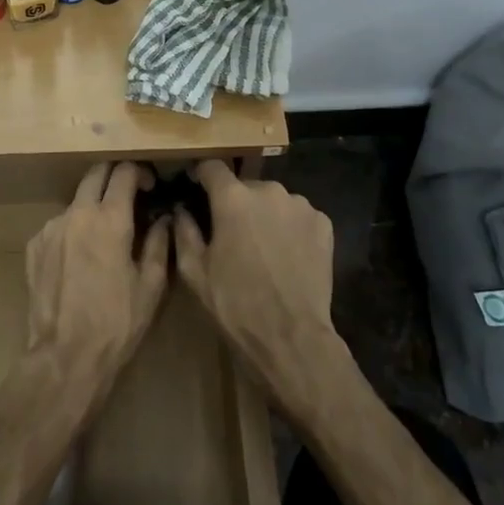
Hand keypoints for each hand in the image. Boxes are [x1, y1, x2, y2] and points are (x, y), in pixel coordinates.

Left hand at [26, 163, 169, 385]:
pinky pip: (59, 225)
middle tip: (128, 194)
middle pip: (95, 173)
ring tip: (104, 234)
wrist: (65, 356)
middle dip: (114, 176)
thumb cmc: (117, 322)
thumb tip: (164, 218)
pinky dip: (73, 229)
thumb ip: (160, 243)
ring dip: (93, 205)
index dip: (139, 172)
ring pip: (76, 200)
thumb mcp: (151, 285)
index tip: (149, 185)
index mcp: (110, 218)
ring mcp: (52, 227)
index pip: (124, 172)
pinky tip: (80, 257)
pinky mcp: (35, 245)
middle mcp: (78, 213)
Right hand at [174, 161, 345, 419]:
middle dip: (237, 204)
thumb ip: (184, 232)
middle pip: (245, 186)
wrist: (292, 337)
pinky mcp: (323, 223)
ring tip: (264, 249)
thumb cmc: (236, 304)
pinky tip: (288, 256)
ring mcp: (300, 205)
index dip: (203, 176)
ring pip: (274, 201)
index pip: (212, 166)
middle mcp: (268, 190)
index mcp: (233, 198)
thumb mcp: (195, 273)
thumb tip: (180, 209)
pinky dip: (291, 228)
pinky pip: (299, 216)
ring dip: (266, 216)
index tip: (198, 189)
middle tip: (233, 234)